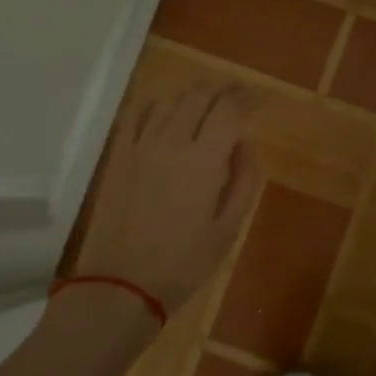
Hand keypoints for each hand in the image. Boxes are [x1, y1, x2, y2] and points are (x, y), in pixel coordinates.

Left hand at [72, 83, 262, 315]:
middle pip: (199, 95)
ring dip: (192, 97)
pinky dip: (156, 106)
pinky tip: (165, 115)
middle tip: (237, 98)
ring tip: (205, 107)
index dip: (247, 98)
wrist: (120, 286)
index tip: (258, 102)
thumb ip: (244, 179)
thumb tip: (245, 143)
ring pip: (169, 100)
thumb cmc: (184, 263)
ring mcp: (139, 145)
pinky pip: (136, 114)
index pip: (229, 109)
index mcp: (204, 160)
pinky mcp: (117, 155)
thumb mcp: (229, 228)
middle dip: (222, 90)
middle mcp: (171, 141)